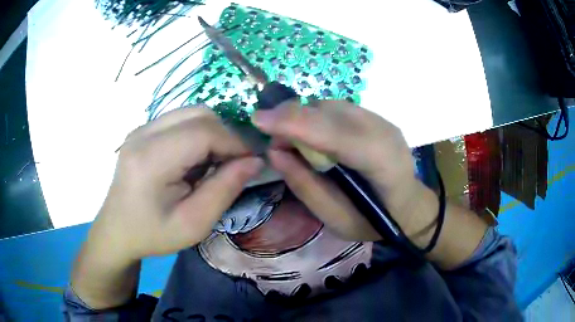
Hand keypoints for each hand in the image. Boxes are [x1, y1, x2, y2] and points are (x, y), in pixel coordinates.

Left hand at [89, 107, 263, 263]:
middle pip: (199, 114)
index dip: (234, 142)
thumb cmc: (153, 234)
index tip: (250, 163)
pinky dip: (197, 133)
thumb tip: (254, 161)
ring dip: (212, 133)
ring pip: (191, 112)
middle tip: (233, 163)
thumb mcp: (194, 223)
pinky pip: (180, 119)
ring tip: (214, 162)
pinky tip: (194, 158)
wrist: (117, 230)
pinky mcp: (142, 130)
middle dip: (225, 135)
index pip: (203, 132)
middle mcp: (143, 134)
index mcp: (151, 160)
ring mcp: (140, 128)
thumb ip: (225, 189)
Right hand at [253, 100, 431, 241]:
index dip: (296, 123)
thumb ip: (306, 186)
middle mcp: (384, 131)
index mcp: (381, 162)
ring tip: (292, 139)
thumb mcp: (337, 219)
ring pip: (331, 105)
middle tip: (273, 138)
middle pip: (330, 111)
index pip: (336, 133)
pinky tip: (313, 135)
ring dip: (304, 116)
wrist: (409, 205)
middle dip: (292, 117)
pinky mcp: (377, 116)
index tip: (258, 120)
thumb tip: (275, 152)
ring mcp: (382, 120)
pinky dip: (317, 117)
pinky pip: (338, 108)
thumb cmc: (375, 222)